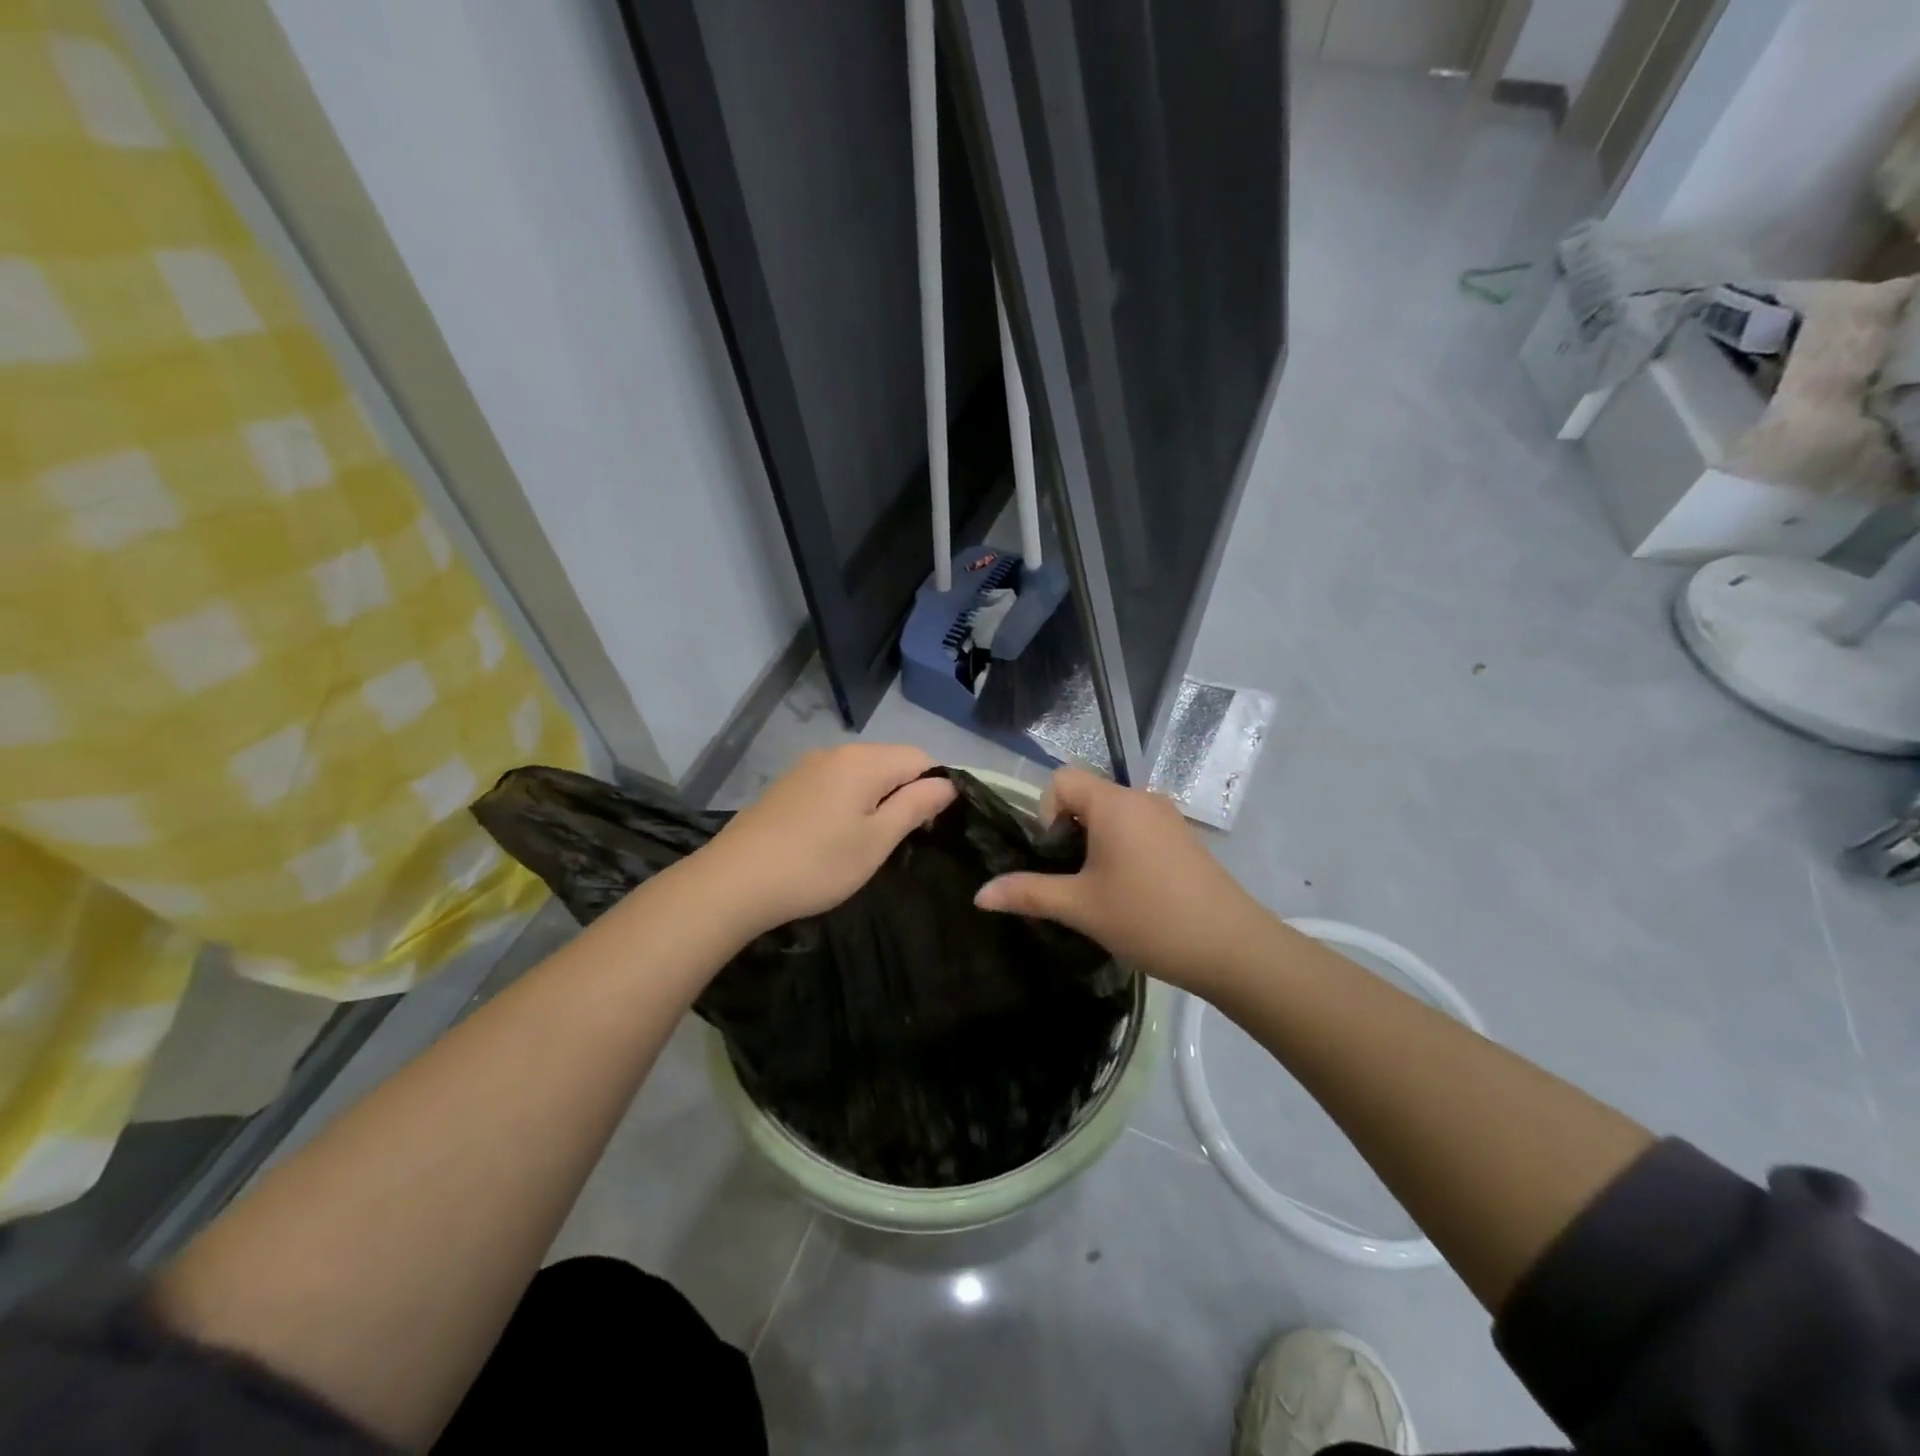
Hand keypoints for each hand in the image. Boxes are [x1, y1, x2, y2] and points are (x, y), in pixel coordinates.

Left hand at [696, 744, 956, 937]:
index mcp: (864, 761)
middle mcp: (836, 752)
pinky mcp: (788, 785)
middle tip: (897, 841)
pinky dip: (847, 803)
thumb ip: (915, 806)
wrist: (734, 882)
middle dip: (904, 794)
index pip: (920, 757)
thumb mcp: (876, 841)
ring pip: (861, 774)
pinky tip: (832, 838)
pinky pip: (834, 783)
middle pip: (890, 762)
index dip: (934, 788)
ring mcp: (807, 767)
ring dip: (875, 800)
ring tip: (865, 843)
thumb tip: (947, 784)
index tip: (926, 828)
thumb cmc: (816, 864)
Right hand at [974, 766, 1272, 995]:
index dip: (1045, 813)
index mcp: (1113, 803)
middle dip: (1069, 831)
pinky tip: (1132, 892)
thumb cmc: (1148, 918)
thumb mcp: (1080, 907)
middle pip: (1087, 795)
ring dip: (1096, 842)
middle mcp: (1141, 798)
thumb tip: (979, 894)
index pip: (1061, 780)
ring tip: (1099, 889)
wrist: (1231, 947)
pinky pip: (1138, 828)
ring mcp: (1168, 817)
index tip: (1055, 856)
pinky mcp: (1184, 838)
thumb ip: (1027, 893)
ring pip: (1113, 814)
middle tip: (1072, 878)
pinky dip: (1122, 848)